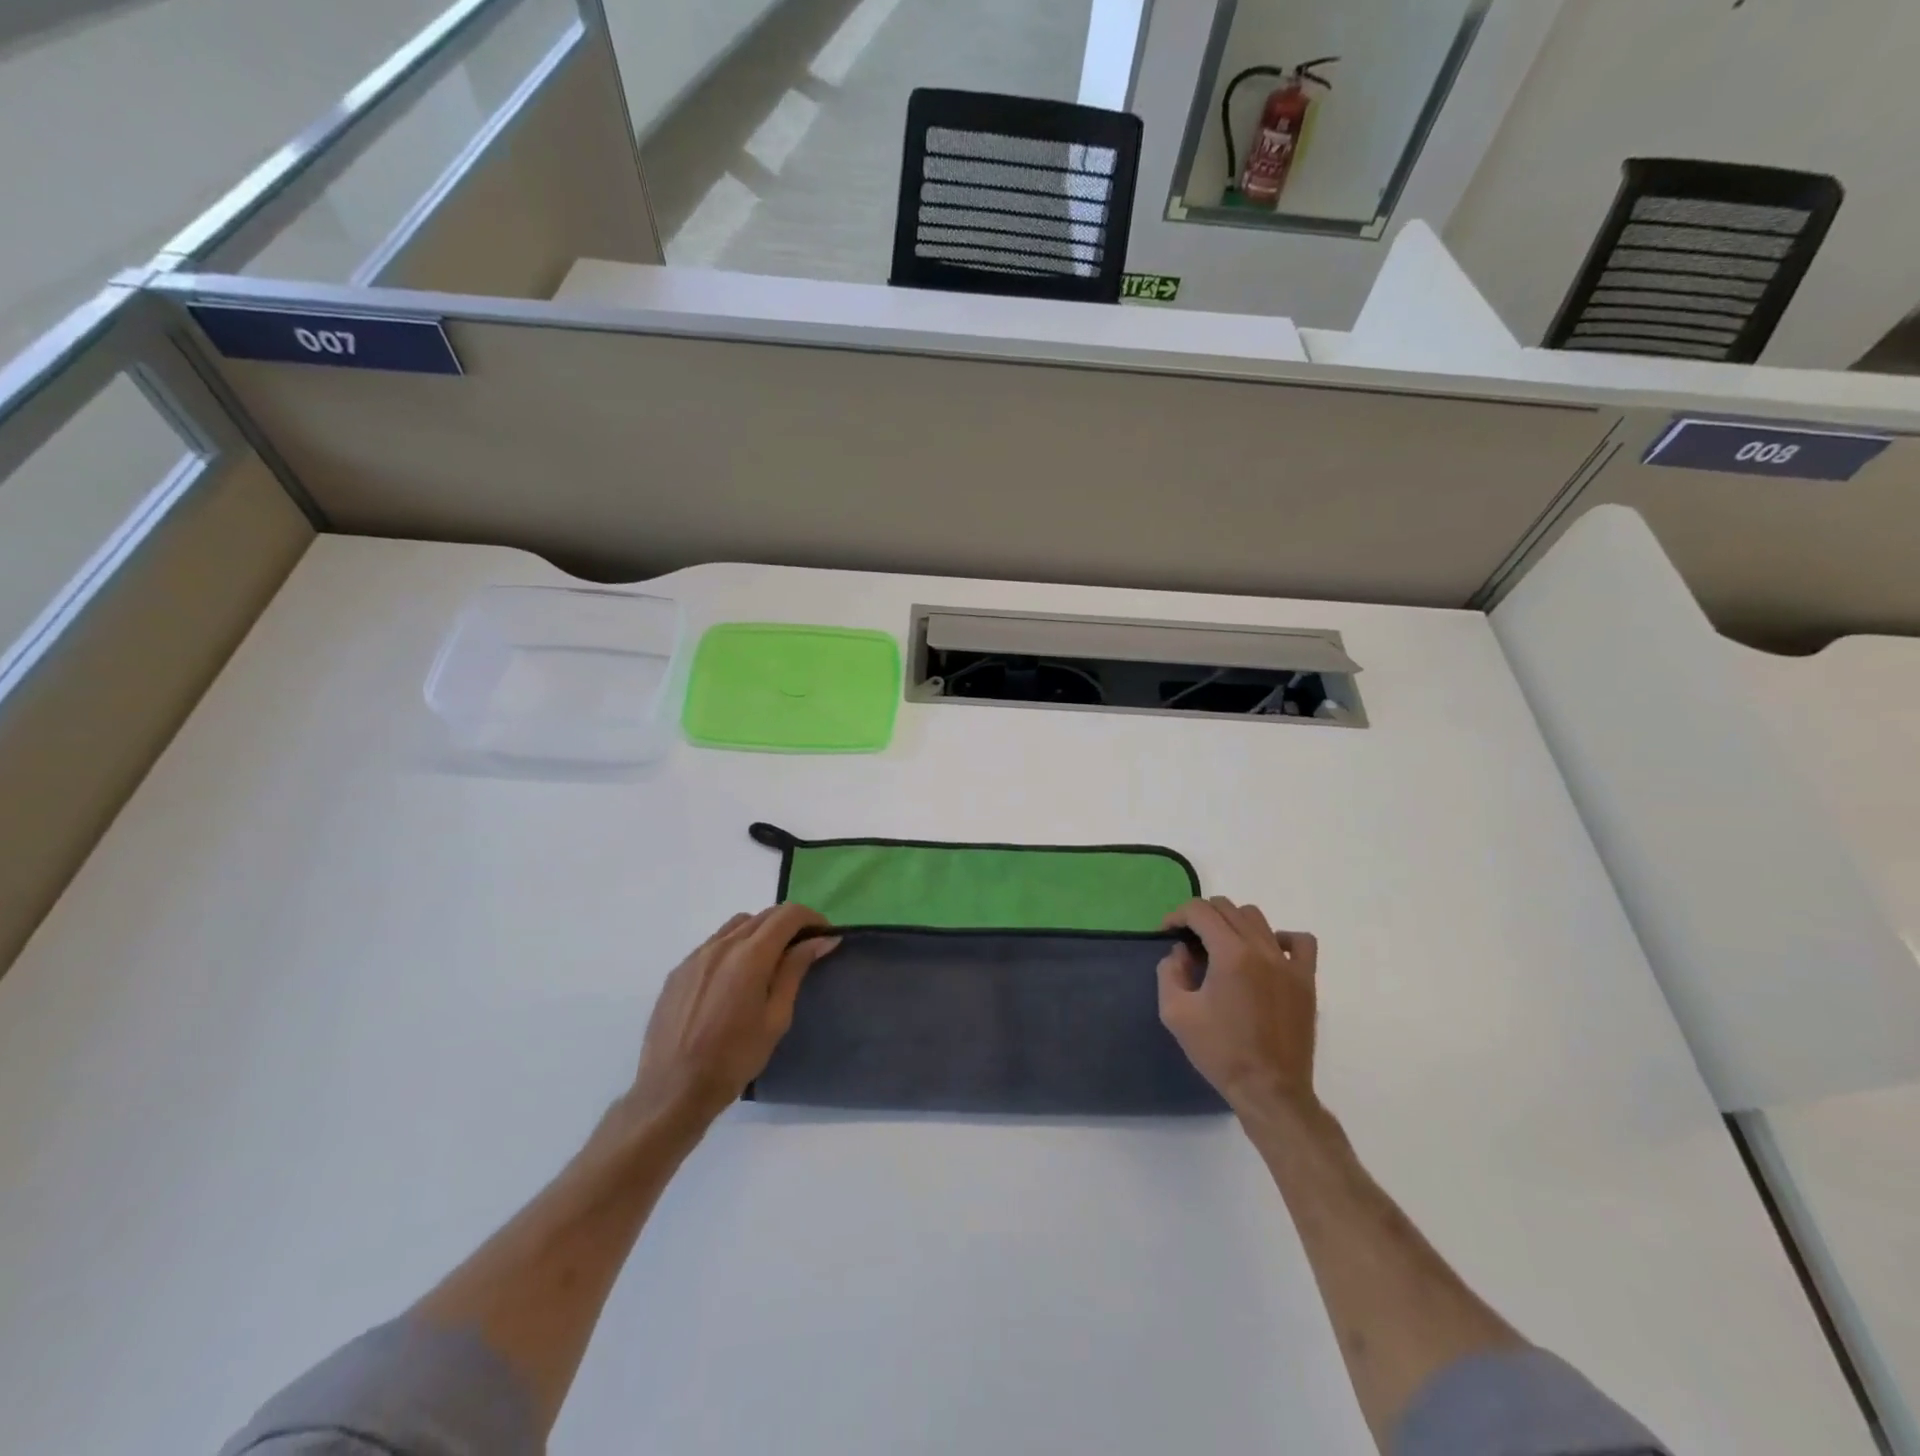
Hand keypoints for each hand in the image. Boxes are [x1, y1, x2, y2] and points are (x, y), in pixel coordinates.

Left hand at [628, 905, 839, 1131]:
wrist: (673, 1090)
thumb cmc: (734, 1058)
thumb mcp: (776, 1017)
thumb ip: (795, 970)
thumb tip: (821, 939)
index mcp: (750, 956)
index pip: (788, 915)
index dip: (811, 918)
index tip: (824, 936)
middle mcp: (722, 945)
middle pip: (763, 916)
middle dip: (788, 924)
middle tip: (803, 949)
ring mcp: (696, 956)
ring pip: (737, 925)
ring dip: (760, 932)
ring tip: (769, 961)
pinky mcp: (679, 970)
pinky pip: (714, 944)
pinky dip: (734, 946)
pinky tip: (735, 978)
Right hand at [1158, 897, 1318, 1117]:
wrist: (1269, 1091)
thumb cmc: (1220, 1052)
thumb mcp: (1175, 1013)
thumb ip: (1170, 971)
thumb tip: (1181, 951)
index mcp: (1231, 955)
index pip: (1200, 911)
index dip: (1177, 916)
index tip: (1167, 933)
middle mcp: (1262, 949)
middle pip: (1227, 908)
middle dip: (1201, 917)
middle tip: (1189, 943)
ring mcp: (1289, 964)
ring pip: (1258, 919)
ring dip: (1233, 923)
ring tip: (1221, 947)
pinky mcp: (1306, 980)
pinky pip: (1299, 942)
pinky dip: (1279, 938)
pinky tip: (1265, 954)